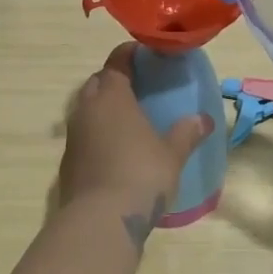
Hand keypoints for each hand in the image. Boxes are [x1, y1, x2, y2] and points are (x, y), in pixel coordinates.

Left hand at [59, 43, 214, 238]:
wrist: (100, 221)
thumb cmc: (141, 175)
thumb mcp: (172, 154)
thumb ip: (187, 133)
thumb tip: (204, 119)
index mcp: (112, 97)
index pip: (116, 62)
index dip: (128, 54)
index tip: (143, 53)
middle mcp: (87, 109)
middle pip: (97, 83)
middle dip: (113, 79)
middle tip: (136, 85)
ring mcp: (73, 136)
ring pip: (86, 109)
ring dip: (102, 107)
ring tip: (126, 117)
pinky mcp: (68, 162)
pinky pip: (83, 135)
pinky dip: (96, 133)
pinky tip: (114, 148)